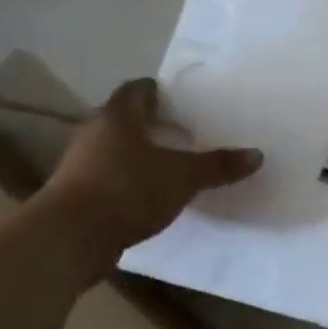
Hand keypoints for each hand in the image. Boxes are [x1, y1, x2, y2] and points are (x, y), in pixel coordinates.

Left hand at [34, 79, 262, 279]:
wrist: (70, 238)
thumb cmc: (127, 190)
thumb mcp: (183, 177)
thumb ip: (218, 166)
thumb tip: (256, 155)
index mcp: (117, 117)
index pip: (136, 90)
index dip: (157, 91)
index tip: (179, 99)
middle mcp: (94, 134)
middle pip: (125, 120)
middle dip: (152, 124)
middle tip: (183, 131)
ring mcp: (81, 166)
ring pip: (116, 150)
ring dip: (140, 154)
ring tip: (171, 164)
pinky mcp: (78, 195)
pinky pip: (110, 178)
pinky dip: (130, 181)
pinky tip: (151, 195)